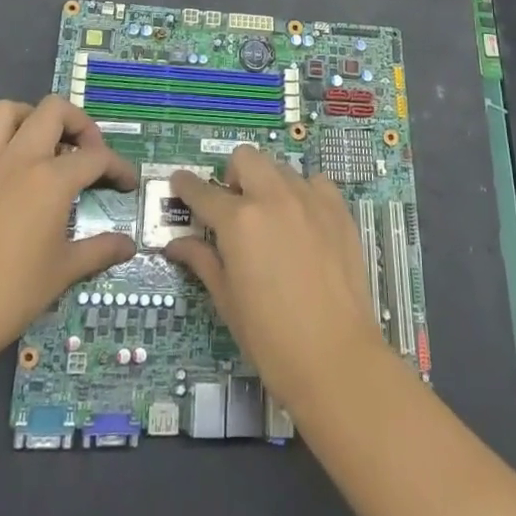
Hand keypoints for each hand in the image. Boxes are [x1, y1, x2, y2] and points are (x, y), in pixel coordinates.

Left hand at [0, 97, 138, 363]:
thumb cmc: (11, 294)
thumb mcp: (64, 272)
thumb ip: (100, 250)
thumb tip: (129, 245)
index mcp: (52, 178)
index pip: (97, 157)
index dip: (119, 167)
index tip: (127, 184)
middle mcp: (20, 158)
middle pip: (54, 110)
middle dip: (78, 123)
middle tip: (85, 152)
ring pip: (5, 110)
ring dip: (28, 119)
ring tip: (41, 144)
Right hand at [164, 145, 389, 411]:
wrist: (337, 357)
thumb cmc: (271, 338)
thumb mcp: (227, 301)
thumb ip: (203, 261)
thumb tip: (177, 243)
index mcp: (238, 221)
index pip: (202, 191)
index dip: (185, 185)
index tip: (179, 183)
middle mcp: (273, 197)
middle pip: (245, 158)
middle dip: (233, 175)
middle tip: (234, 208)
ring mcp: (309, 199)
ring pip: (280, 168)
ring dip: (268, 184)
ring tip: (271, 218)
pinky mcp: (338, 209)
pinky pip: (315, 183)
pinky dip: (303, 193)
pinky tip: (304, 222)